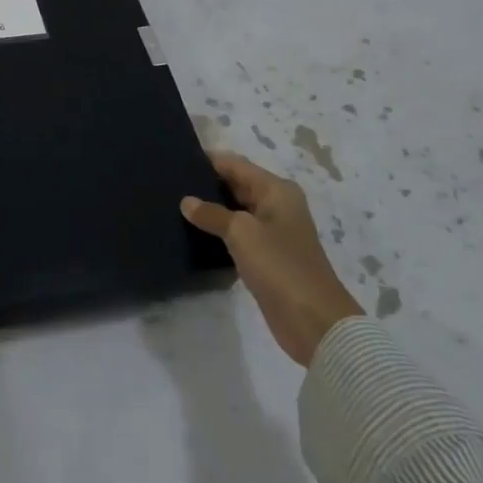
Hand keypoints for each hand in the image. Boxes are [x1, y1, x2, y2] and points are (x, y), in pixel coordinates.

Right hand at [180, 151, 362, 366]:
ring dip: (211, 209)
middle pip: (236, 184)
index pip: (235, 164)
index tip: (174, 160)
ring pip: (235, 210)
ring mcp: (273, 232)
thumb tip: (186, 201)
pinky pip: (238, 234)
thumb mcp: (241, 233)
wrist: (314, 322)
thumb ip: (212, 213)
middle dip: (207, 184)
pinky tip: (194, 233)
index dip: (207, 160)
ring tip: (174, 205)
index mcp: (276, 190)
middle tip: (168, 184)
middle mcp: (276, 205)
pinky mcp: (267, 256)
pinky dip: (219, 231)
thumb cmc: (280, 266)